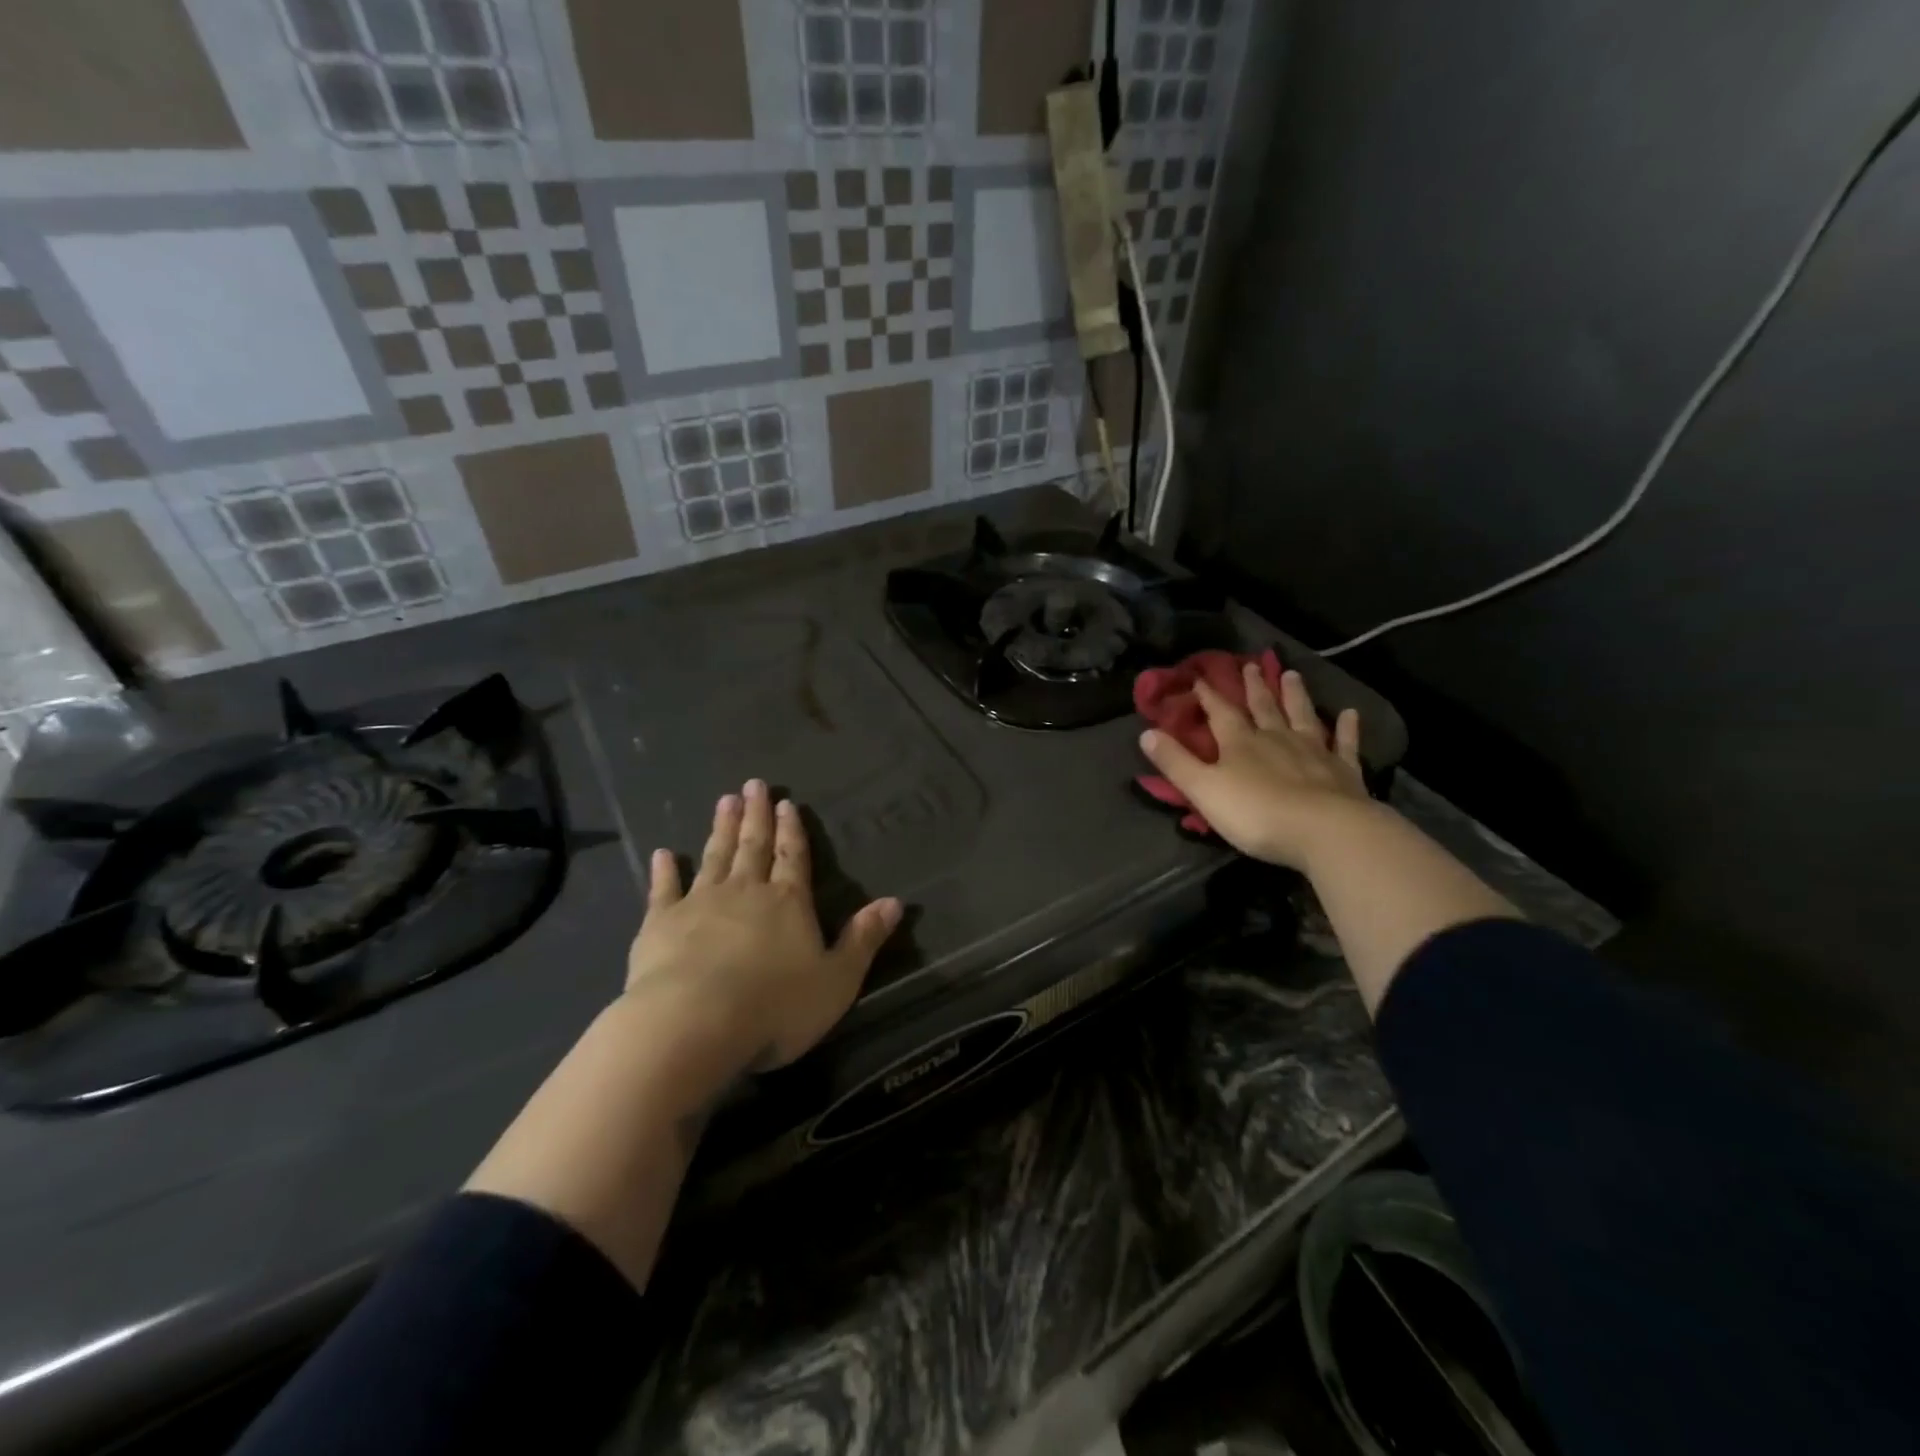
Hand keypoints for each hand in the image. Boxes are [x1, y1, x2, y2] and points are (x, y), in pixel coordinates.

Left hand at [626, 779, 901, 1071]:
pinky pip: (664, 889)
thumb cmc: (775, 1006)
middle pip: (753, 846)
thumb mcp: (837, 979)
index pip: (794, 857)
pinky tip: (663, 853)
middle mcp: (746, 892)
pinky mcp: (660, 924)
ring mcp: (700, 903)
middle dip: (756, 816)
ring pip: (714, 857)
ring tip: (724, 801)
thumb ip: (863, 939)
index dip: (792, 830)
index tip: (786, 802)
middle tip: (753, 785)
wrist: (694, 1024)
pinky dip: (665, 871)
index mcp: (789, 903)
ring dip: (721, 829)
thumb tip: (896, 902)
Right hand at [1139, 665, 1371, 870]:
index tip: (1200, 677)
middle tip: (1251, 663)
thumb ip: (1176, 763)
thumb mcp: (1204, 790)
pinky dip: (1348, 728)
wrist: (1325, 831)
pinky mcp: (1345, 772)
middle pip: (1263, 707)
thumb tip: (1146, 733)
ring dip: (1295, 695)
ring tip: (1292, 674)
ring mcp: (1314, 752)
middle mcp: (1276, 738)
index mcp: (1240, 743)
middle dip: (1254, 687)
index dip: (1208, 696)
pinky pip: (1346, 744)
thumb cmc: (1256, 813)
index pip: (1220, 713)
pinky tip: (1350, 713)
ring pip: (1302, 716)